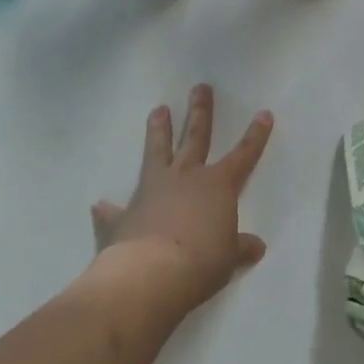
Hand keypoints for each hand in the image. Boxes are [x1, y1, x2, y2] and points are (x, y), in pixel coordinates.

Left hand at [91, 85, 272, 317]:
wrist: (150, 275)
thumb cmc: (201, 263)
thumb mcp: (228, 259)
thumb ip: (240, 247)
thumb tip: (256, 246)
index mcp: (217, 186)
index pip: (243, 155)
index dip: (255, 136)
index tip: (263, 113)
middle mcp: (185, 178)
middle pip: (195, 137)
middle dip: (200, 112)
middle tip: (199, 88)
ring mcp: (152, 191)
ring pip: (157, 153)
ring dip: (158, 132)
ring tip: (158, 110)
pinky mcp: (124, 215)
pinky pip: (114, 211)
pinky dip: (108, 210)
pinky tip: (99, 205)